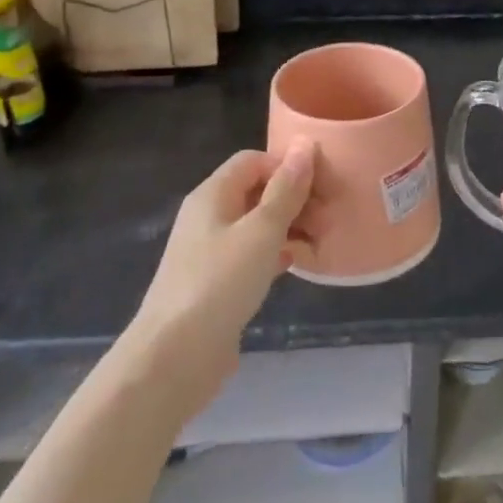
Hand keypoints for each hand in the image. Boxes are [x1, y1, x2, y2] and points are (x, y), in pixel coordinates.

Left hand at [130, 143, 314, 400]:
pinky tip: (296, 264)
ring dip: (290, 226)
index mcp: (213, 194)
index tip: (324, 187)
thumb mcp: (261, 231)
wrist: (174, 357)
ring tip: (320, 242)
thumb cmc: (219, 283)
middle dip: (296, 198)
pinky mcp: (216, 282)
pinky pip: (252, 253)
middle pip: (258, 190)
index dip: (289, 167)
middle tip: (329, 219)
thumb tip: (305, 145)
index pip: (255, 161)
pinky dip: (277, 252)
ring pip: (258, 224)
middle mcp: (209, 216)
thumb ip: (286, 189)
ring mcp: (210, 251)